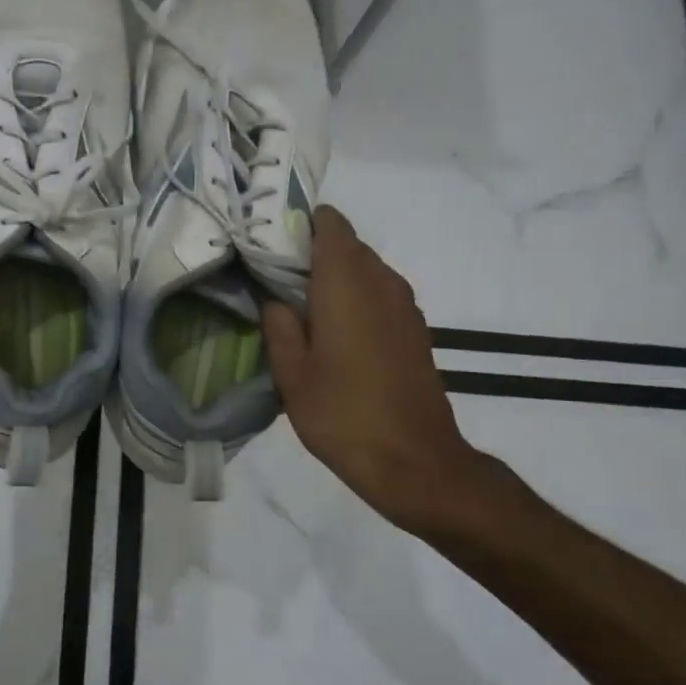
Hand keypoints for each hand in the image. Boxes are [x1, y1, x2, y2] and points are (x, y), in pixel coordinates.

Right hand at [262, 206, 493, 537]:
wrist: (415, 461)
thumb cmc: (344, 415)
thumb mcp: (292, 374)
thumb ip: (278, 326)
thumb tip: (274, 297)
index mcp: (347, 284)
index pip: (330, 224)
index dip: (301, 223)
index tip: (271, 240)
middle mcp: (381, 283)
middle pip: (347, 245)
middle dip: (312, 251)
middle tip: (274, 276)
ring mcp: (404, 306)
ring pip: (365, 270)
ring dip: (334, 277)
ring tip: (299, 305)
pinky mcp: (414, 330)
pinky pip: (379, 294)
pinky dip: (354, 298)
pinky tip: (332, 332)